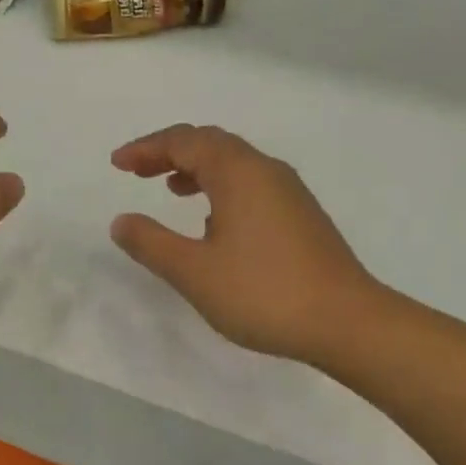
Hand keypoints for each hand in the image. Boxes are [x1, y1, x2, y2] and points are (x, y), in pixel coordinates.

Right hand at [110, 124, 382, 362]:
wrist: (347, 323)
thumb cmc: (264, 293)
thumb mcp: (194, 271)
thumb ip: (151, 243)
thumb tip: (122, 221)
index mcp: (239, 173)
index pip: (185, 141)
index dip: (147, 148)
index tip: (117, 164)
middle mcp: (266, 171)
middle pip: (211, 144)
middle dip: (170, 152)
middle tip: (138, 171)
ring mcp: (289, 193)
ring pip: (234, 164)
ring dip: (197, 169)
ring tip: (170, 189)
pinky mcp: (301, 216)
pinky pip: (251, 184)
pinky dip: (221, 188)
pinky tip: (213, 222)